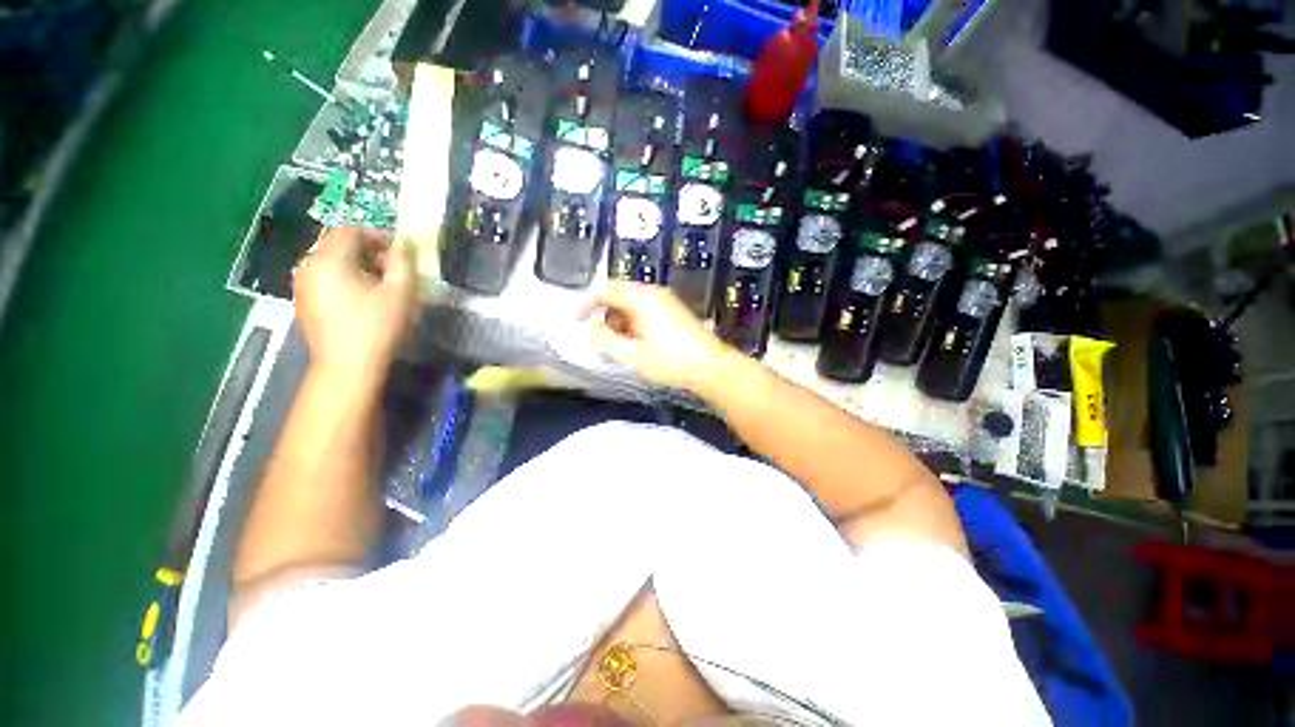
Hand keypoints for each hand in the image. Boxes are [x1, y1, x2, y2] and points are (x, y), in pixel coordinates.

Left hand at [293, 228, 418, 379]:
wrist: (348, 366)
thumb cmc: (378, 326)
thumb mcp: (401, 291)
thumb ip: (403, 261)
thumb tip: (403, 242)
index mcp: (329, 259)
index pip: (350, 230)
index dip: (377, 236)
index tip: (399, 253)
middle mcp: (308, 266)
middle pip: (337, 244)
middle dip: (367, 251)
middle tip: (392, 270)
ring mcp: (302, 285)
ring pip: (330, 262)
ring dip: (356, 265)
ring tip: (379, 285)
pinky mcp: (303, 302)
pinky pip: (324, 278)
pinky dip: (343, 279)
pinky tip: (361, 299)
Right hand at [582, 282, 731, 390]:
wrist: (711, 367)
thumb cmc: (671, 361)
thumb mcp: (632, 355)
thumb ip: (606, 340)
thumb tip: (591, 328)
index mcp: (641, 299)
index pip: (606, 290)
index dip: (587, 302)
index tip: (576, 318)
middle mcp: (654, 293)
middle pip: (619, 295)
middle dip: (605, 314)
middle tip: (600, 337)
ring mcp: (666, 301)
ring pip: (632, 303)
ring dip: (620, 320)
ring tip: (620, 344)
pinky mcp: (674, 311)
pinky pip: (646, 310)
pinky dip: (634, 322)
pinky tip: (637, 342)